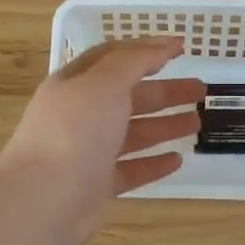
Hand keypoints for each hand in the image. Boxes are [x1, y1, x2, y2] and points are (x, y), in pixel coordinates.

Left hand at [0, 37, 203, 244]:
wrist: (43, 201)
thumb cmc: (74, 133)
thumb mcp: (104, 84)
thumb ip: (134, 61)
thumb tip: (163, 43)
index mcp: (74, 84)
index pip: (112, 58)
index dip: (145, 51)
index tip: (180, 49)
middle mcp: (79, 116)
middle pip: (127, 96)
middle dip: (164, 90)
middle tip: (200, 90)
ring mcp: (87, 152)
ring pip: (132, 133)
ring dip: (164, 125)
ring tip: (198, 121)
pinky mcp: (96, 186)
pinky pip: (130, 169)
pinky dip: (153, 163)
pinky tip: (178, 159)